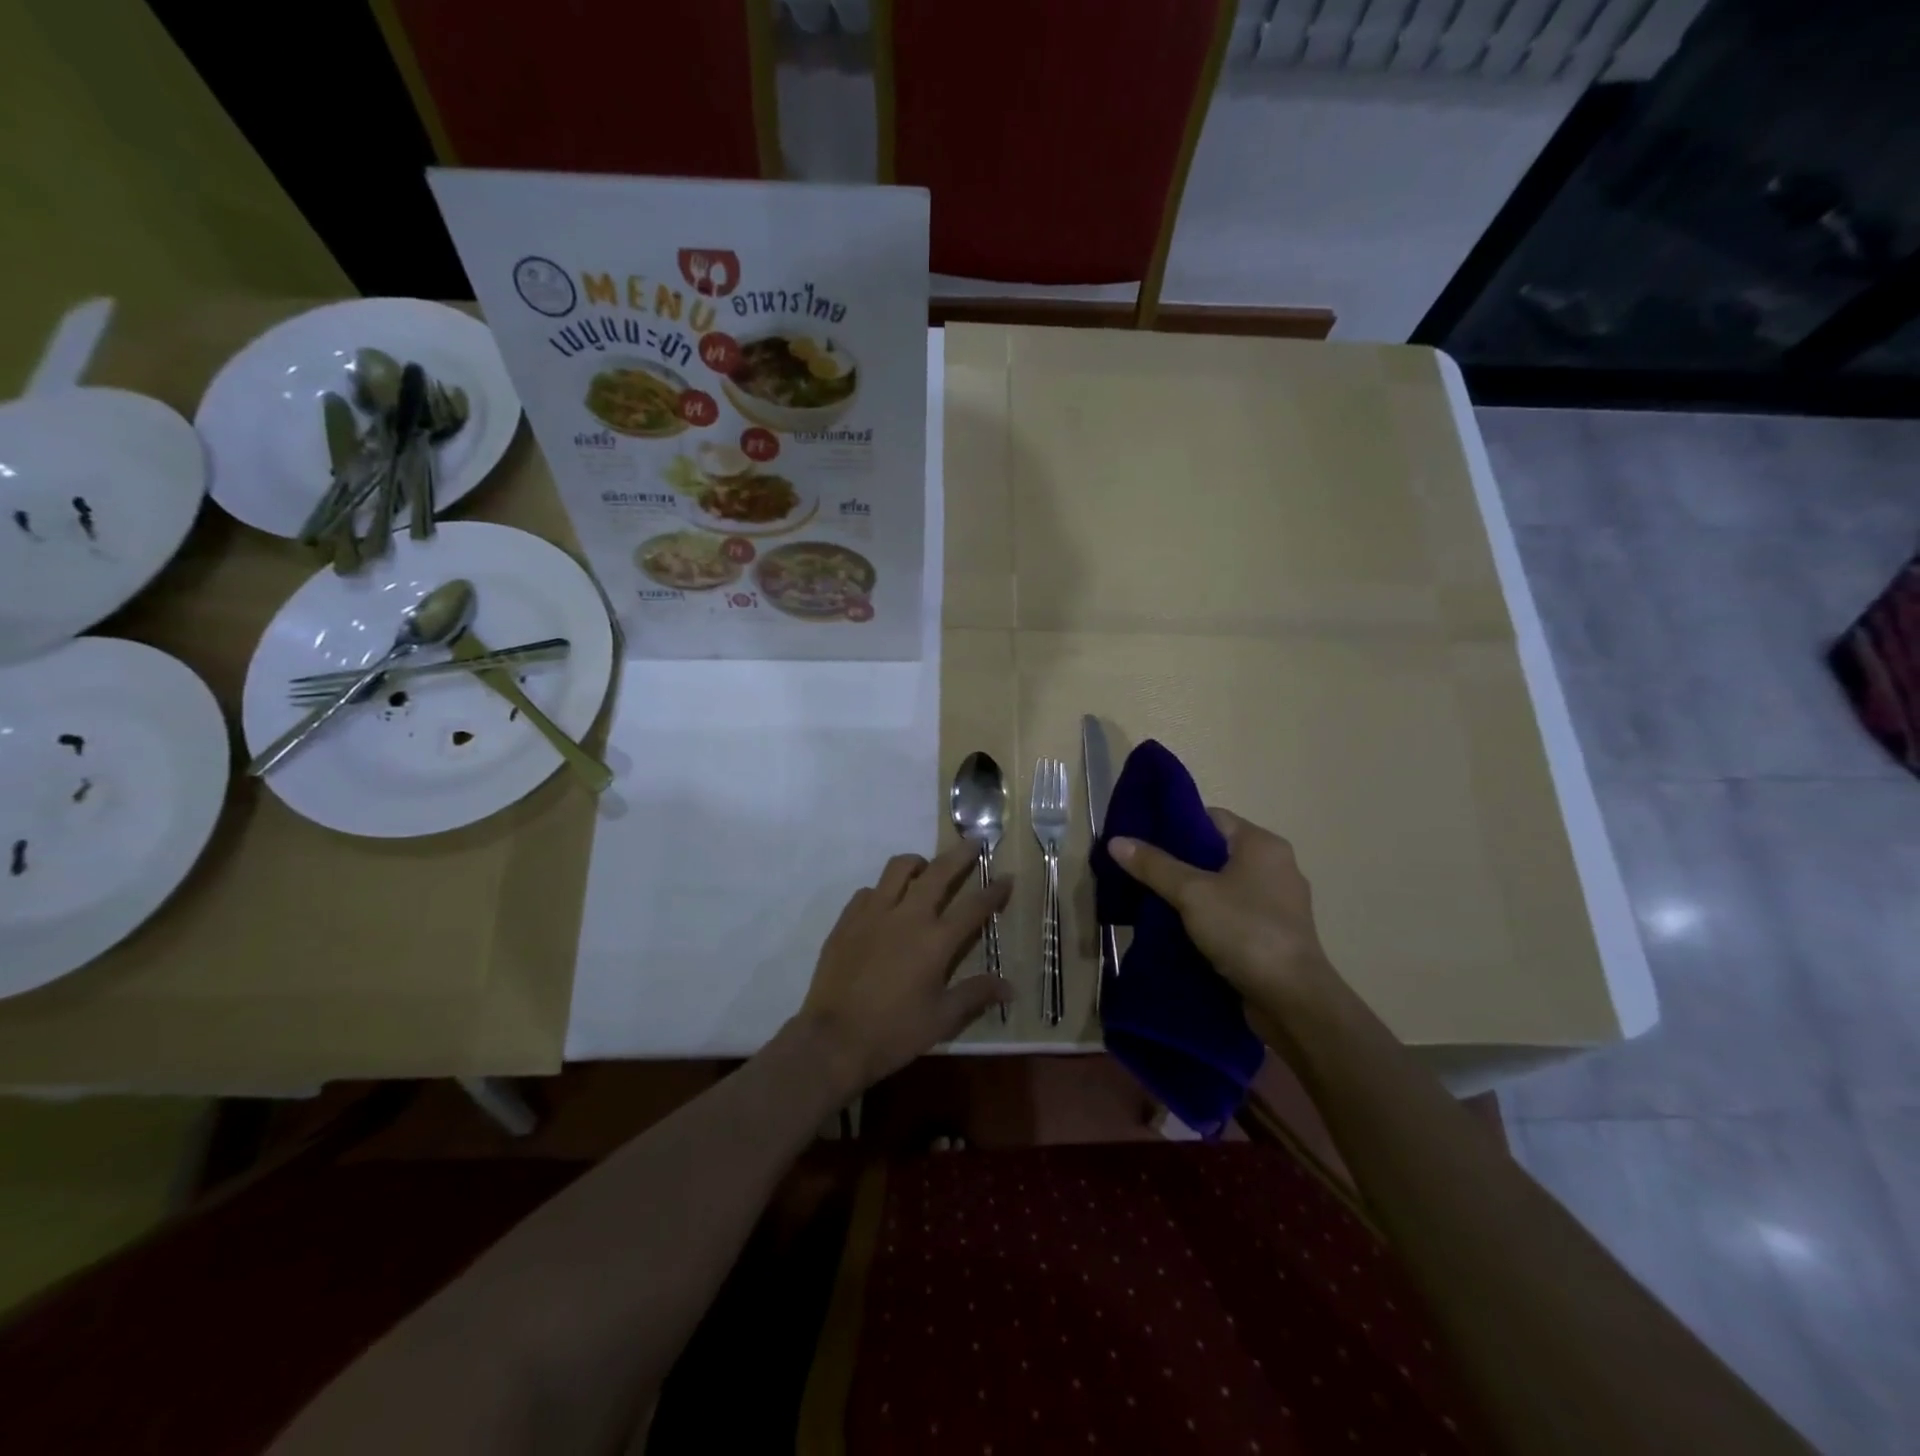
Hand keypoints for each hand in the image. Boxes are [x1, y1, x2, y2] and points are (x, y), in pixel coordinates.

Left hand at [797, 841, 1013, 1097]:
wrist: (833, 1040)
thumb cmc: (894, 1032)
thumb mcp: (942, 1019)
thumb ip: (976, 995)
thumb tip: (1011, 988)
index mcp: (935, 941)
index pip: (973, 906)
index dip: (994, 890)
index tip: (1007, 876)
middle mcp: (907, 916)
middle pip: (938, 872)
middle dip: (960, 854)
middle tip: (973, 842)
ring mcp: (873, 913)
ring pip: (898, 869)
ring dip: (918, 863)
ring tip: (926, 869)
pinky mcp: (847, 920)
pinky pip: (869, 891)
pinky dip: (884, 890)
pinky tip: (886, 904)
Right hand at [1109, 808, 1335, 1019]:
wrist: (1292, 1000)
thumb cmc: (1245, 931)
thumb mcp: (1192, 893)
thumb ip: (1154, 866)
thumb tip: (1116, 840)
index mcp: (1262, 845)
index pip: (1211, 818)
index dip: (1175, 824)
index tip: (1143, 838)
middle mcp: (1275, 866)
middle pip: (1215, 851)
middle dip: (1178, 860)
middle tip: (1141, 870)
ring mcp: (1277, 902)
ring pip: (1223, 885)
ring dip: (1192, 892)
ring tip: (1152, 899)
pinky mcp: (1274, 933)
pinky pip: (1232, 913)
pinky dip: (1208, 916)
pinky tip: (1179, 928)